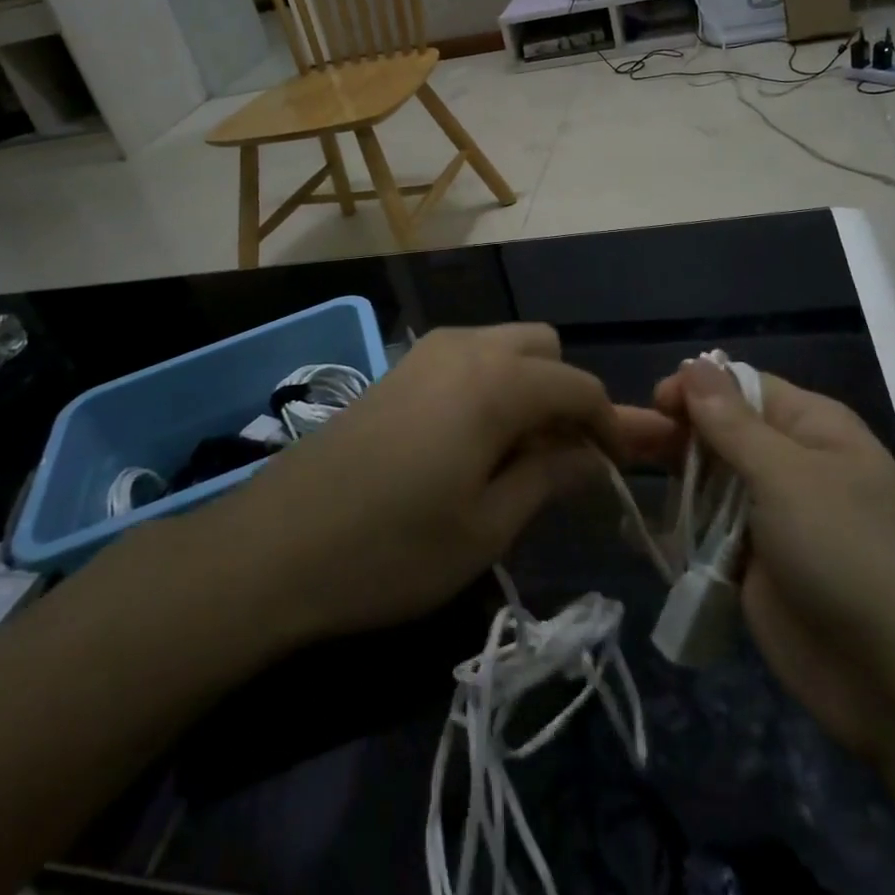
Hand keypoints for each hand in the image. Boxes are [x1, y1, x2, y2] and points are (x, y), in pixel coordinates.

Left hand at [213, 324, 667, 644]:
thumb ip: (548, 477)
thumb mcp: (486, 527)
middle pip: (543, 348)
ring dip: (527, 385)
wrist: (276, 545)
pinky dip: (490, 384)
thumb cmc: (392, 549)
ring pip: (502, 346)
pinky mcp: (397, 368)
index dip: (610, 423)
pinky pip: (466, 358)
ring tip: (519, 452)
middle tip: (562, 455)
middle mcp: (465, 347)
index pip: (579, 386)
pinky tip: (472, 440)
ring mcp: (425, 352)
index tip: (618, 466)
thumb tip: (592, 455)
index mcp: (497, 382)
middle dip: (565, 393)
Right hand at [653, 359, 894, 753]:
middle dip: (678, 433)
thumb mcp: (785, 474)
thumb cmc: (845, 551)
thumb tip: (694, 364)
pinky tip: (638, 524)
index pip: (743, 387)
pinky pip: (707, 531)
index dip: (699, 388)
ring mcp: (772, 517)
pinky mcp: (753, 564)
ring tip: (625, 476)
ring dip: (673, 480)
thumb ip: (730, 421)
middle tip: (630, 443)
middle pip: (721, 432)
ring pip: (709, 481)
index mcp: (812, 428)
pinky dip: (678, 527)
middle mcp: (791, 464)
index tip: (657, 402)